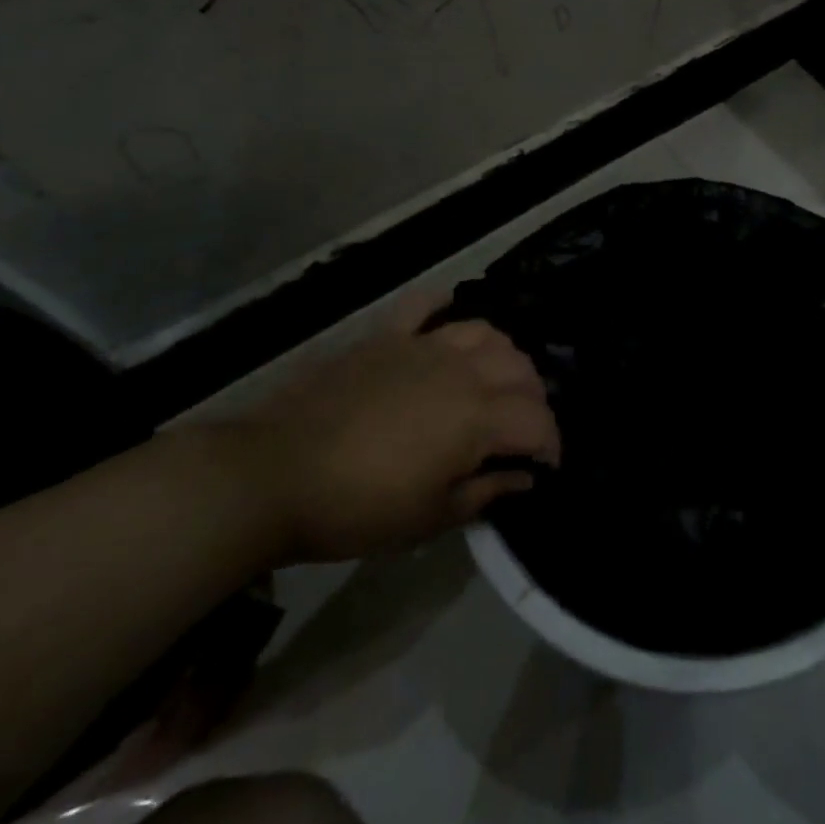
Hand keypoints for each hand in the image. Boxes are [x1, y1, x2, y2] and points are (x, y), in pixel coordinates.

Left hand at [224, 300, 559, 563]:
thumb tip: (522, 476)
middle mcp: (461, 371)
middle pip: (520, 368)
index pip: (537, 420)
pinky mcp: (384, 336)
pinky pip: (423, 305)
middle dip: (533, 398)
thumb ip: (486, 492)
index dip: (551, 442)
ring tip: (494, 377)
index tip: (546, 465)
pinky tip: (446, 317)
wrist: (273, 475)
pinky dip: (441, 306)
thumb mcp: (430, 518)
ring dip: (502, 354)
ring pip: (484, 331)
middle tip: (521, 427)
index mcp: (477, 417)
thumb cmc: (357, 507)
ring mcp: (421, 346)